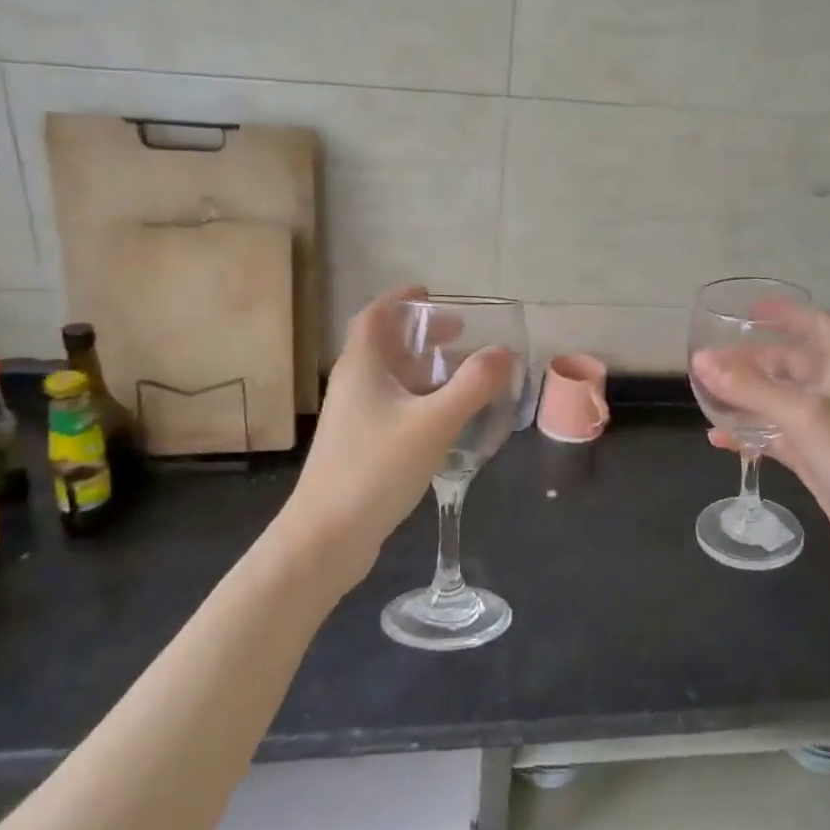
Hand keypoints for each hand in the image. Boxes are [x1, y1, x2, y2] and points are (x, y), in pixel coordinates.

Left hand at [280, 286, 512, 595]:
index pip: (376, 316)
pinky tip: (444, 418)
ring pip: (390, 379)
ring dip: (423, 368)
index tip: (430, 293)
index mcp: (362, 367)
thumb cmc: (376, 468)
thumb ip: (473, 385)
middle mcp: (353, 385)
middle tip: (458, 332)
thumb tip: (503, 351)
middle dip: (421, 334)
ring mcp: (353, 419)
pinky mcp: (359, 447)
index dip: (401, 299)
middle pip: (385, 346)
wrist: (326, 536)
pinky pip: (392, 407)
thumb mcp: (434, 422)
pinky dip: (419, 399)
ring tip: (460, 372)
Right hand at [692, 302, 829, 593]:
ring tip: (709, 396)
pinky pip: (778, 437)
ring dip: (749, 396)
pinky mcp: (819, 462)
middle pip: (794, 364)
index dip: (788, 312)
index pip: (819, 325)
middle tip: (714, 362)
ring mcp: (829, 431)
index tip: (749, 310)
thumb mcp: (804, 416)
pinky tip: (720, 440)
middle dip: (755, 359)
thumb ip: (751, 388)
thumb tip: (700, 360)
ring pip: (782, 402)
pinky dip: (751, 434)